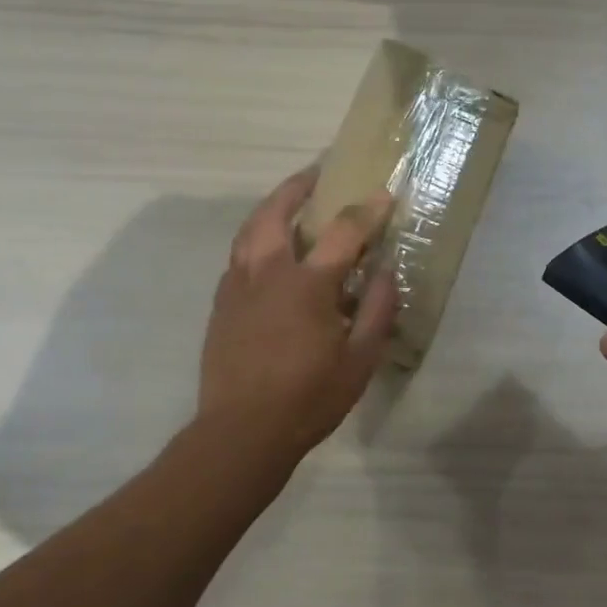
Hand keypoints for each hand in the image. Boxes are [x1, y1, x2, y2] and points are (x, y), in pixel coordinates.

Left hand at [199, 167, 398, 458]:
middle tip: (317, 174)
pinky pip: (238, 257)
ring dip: (271, 208)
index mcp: (306, 285)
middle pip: (276, 213)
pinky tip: (266, 253)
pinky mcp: (221, 305)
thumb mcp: (359, 361)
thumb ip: (376, 311)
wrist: (241, 431)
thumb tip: (385, 272)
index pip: (343, 232)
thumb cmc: (308, 398)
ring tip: (288, 202)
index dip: (368, 211)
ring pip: (249, 231)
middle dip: (298, 187)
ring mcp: (237, 287)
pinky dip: (255, 240)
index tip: (385, 194)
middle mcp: (267, 273)